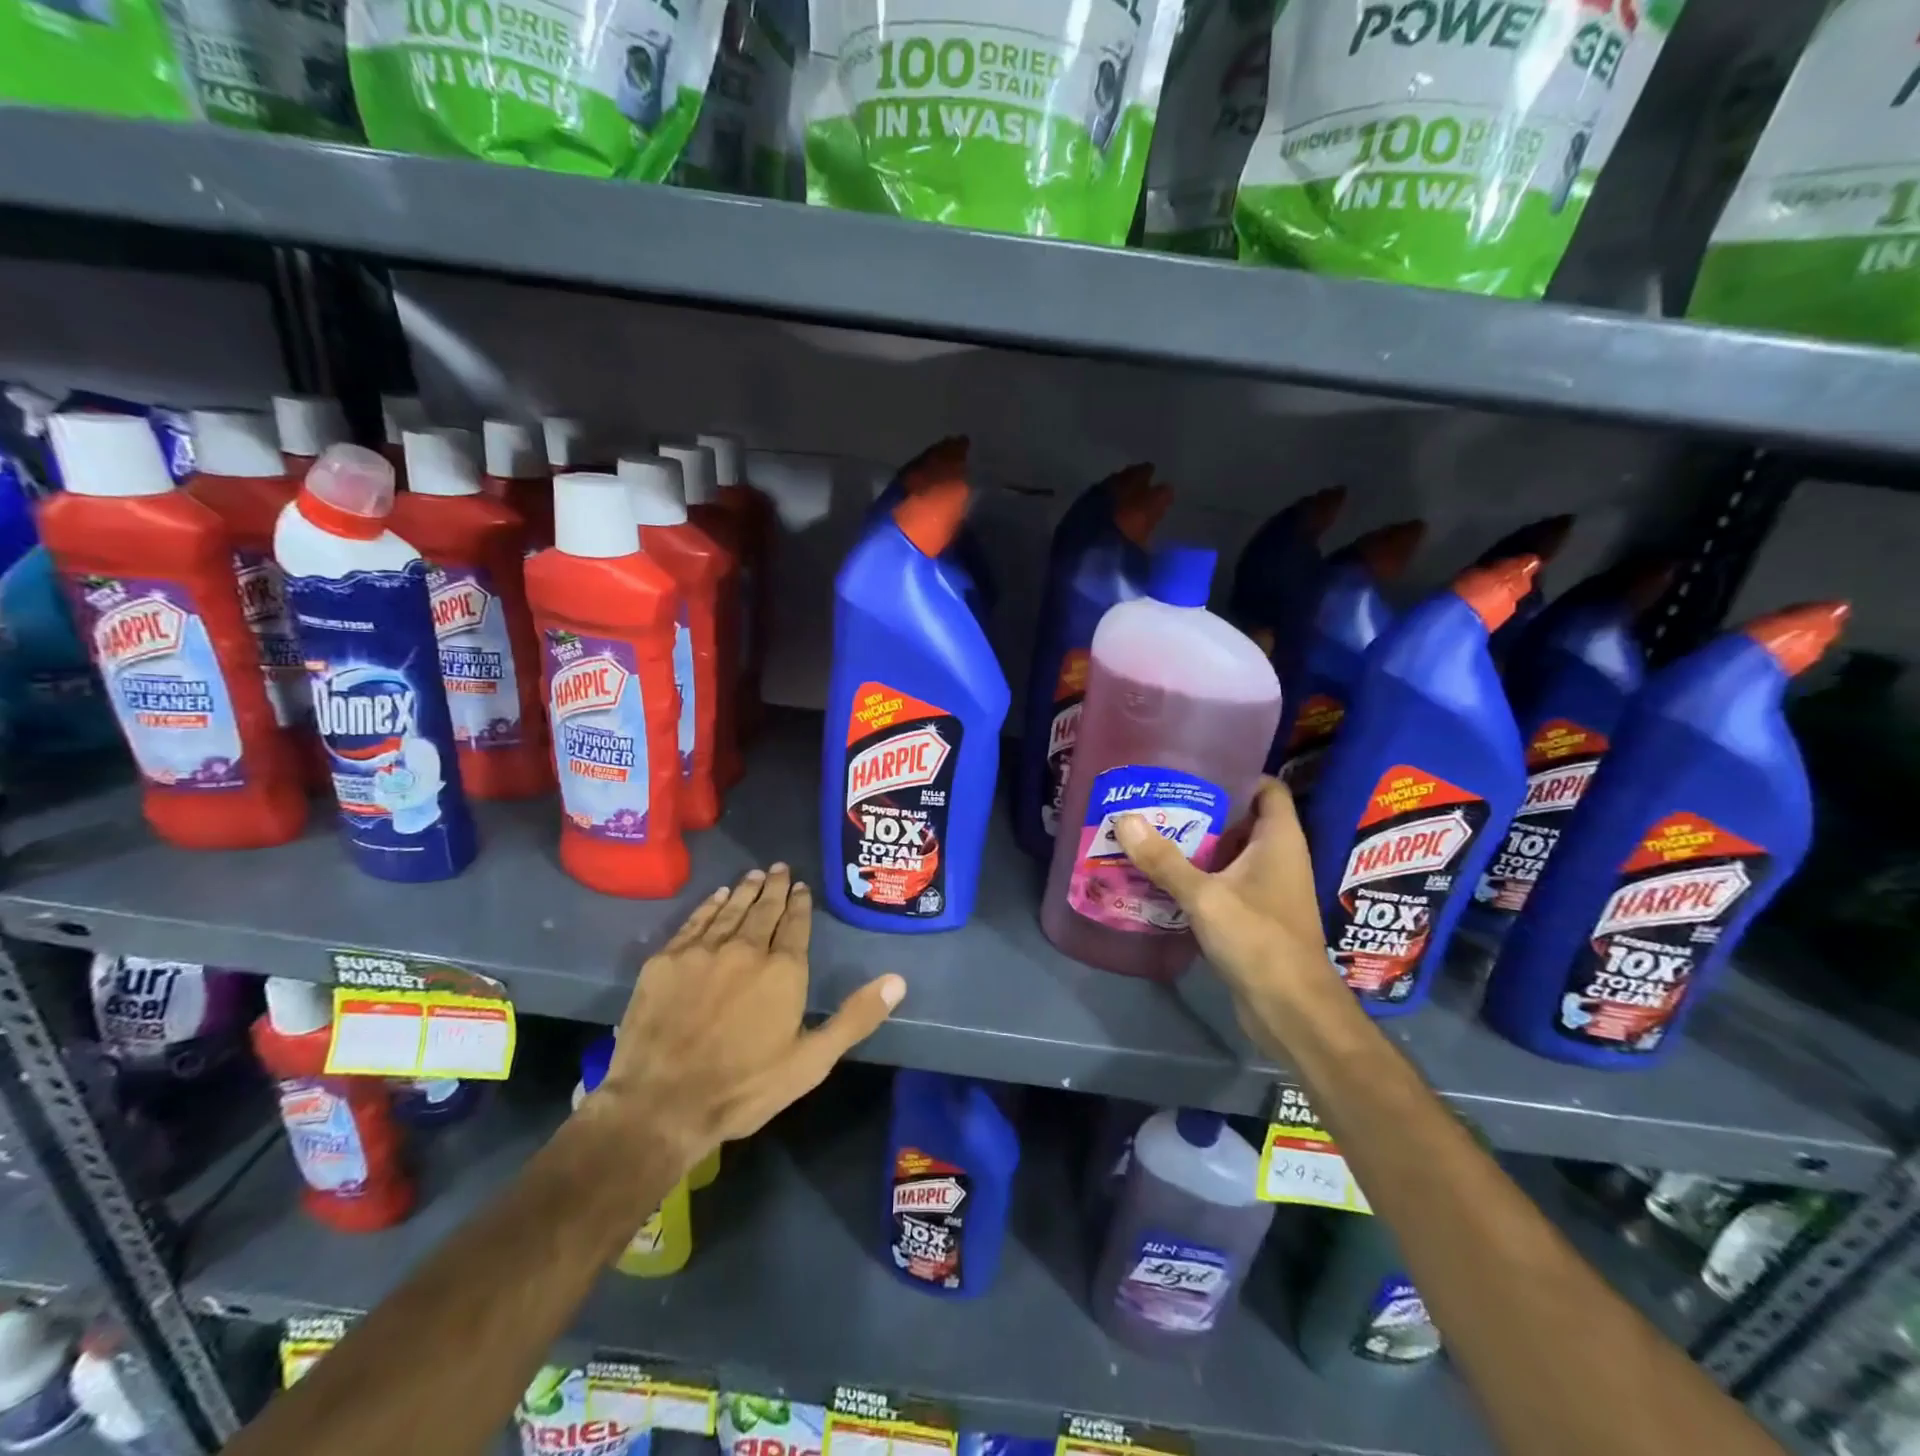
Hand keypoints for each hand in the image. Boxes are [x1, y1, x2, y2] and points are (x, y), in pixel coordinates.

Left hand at [592, 864, 905, 1173]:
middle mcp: (746, 949)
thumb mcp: (811, 1061)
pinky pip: (695, 921)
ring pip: (731, 910)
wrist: (661, 1103)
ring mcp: (703, 951)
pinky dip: (710, 905)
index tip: (802, 886)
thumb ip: (855, 1017)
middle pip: (764, 909)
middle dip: (775, 887)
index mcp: (783, 970)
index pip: (795, 924)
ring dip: (745, 890)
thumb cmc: (744, 1087)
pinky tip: (718, 896)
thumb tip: (898, 980)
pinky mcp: (667, 960)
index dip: (800, 903)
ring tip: (755, 874)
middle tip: (780, 868)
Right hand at [1114, 779, 1337, 1052]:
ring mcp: (1269, 889)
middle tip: (1158, 799)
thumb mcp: (1205, 896)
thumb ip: (1164, 860)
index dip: (1237, 774)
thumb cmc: (1259, 940)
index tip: (1194, 768)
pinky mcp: (1256, 916)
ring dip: (1197, 845)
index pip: (1267, 788)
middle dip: (1203, 809)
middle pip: (1242, 819)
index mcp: (1280, 840)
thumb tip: (1124, 818)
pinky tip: (1164, 876)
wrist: (1291, 1010)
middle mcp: (1279, 857)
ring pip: (1231, 853)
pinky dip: (1200, 876)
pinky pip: (1226, 882)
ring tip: (1152, 832)